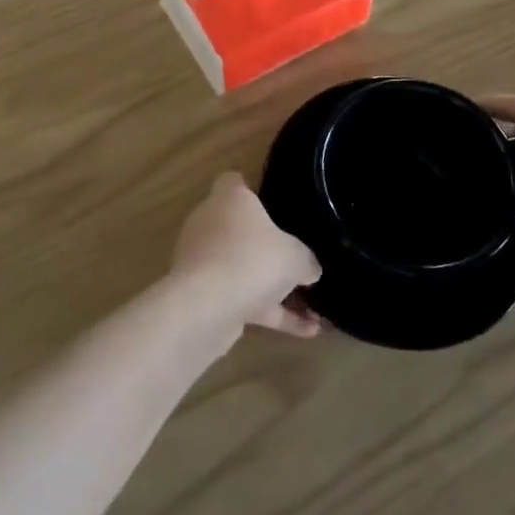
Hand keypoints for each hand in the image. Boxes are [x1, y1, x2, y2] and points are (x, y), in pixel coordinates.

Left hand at [170, 173, 322, 337]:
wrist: (207, 306)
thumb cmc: (253, 260)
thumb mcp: (296, 257)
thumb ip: (306, 260)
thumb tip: (311, 268)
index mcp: (229, 199)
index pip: (234, 182)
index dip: (253, 191)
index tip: (276, 206)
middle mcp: (210, 223)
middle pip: (239, 228)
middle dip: (267, 248)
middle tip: (298, 262)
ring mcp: (202, 260)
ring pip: (241, 267)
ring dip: (272, 288)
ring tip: (312, 309)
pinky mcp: (202, 293)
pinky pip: (241, 298)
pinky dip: (269, 312)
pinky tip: (306, 332)